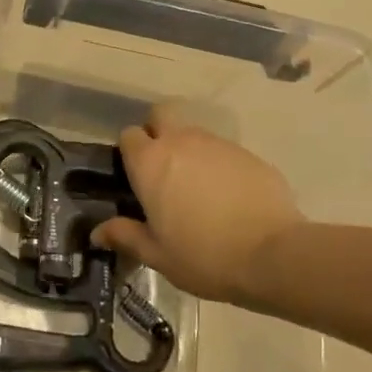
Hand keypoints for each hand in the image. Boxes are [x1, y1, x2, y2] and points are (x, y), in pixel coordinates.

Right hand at [93, 107, 301, 303]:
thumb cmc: (203, 256)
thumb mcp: (157, 255)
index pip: (129, 135)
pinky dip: (220, 166)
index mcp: (150, 163)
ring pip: (194, 133)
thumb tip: (98, 232)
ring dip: (190, 151)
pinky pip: (224, 152)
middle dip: (158, 131)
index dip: (130, 152)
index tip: (136, 176)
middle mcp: (180, 142)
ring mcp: (218, 144)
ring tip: (199, 190)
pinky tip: (230, 198)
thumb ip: (125, 236)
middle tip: (163, 168)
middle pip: (161, 115)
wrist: (273, 255)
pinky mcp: (248, 154)